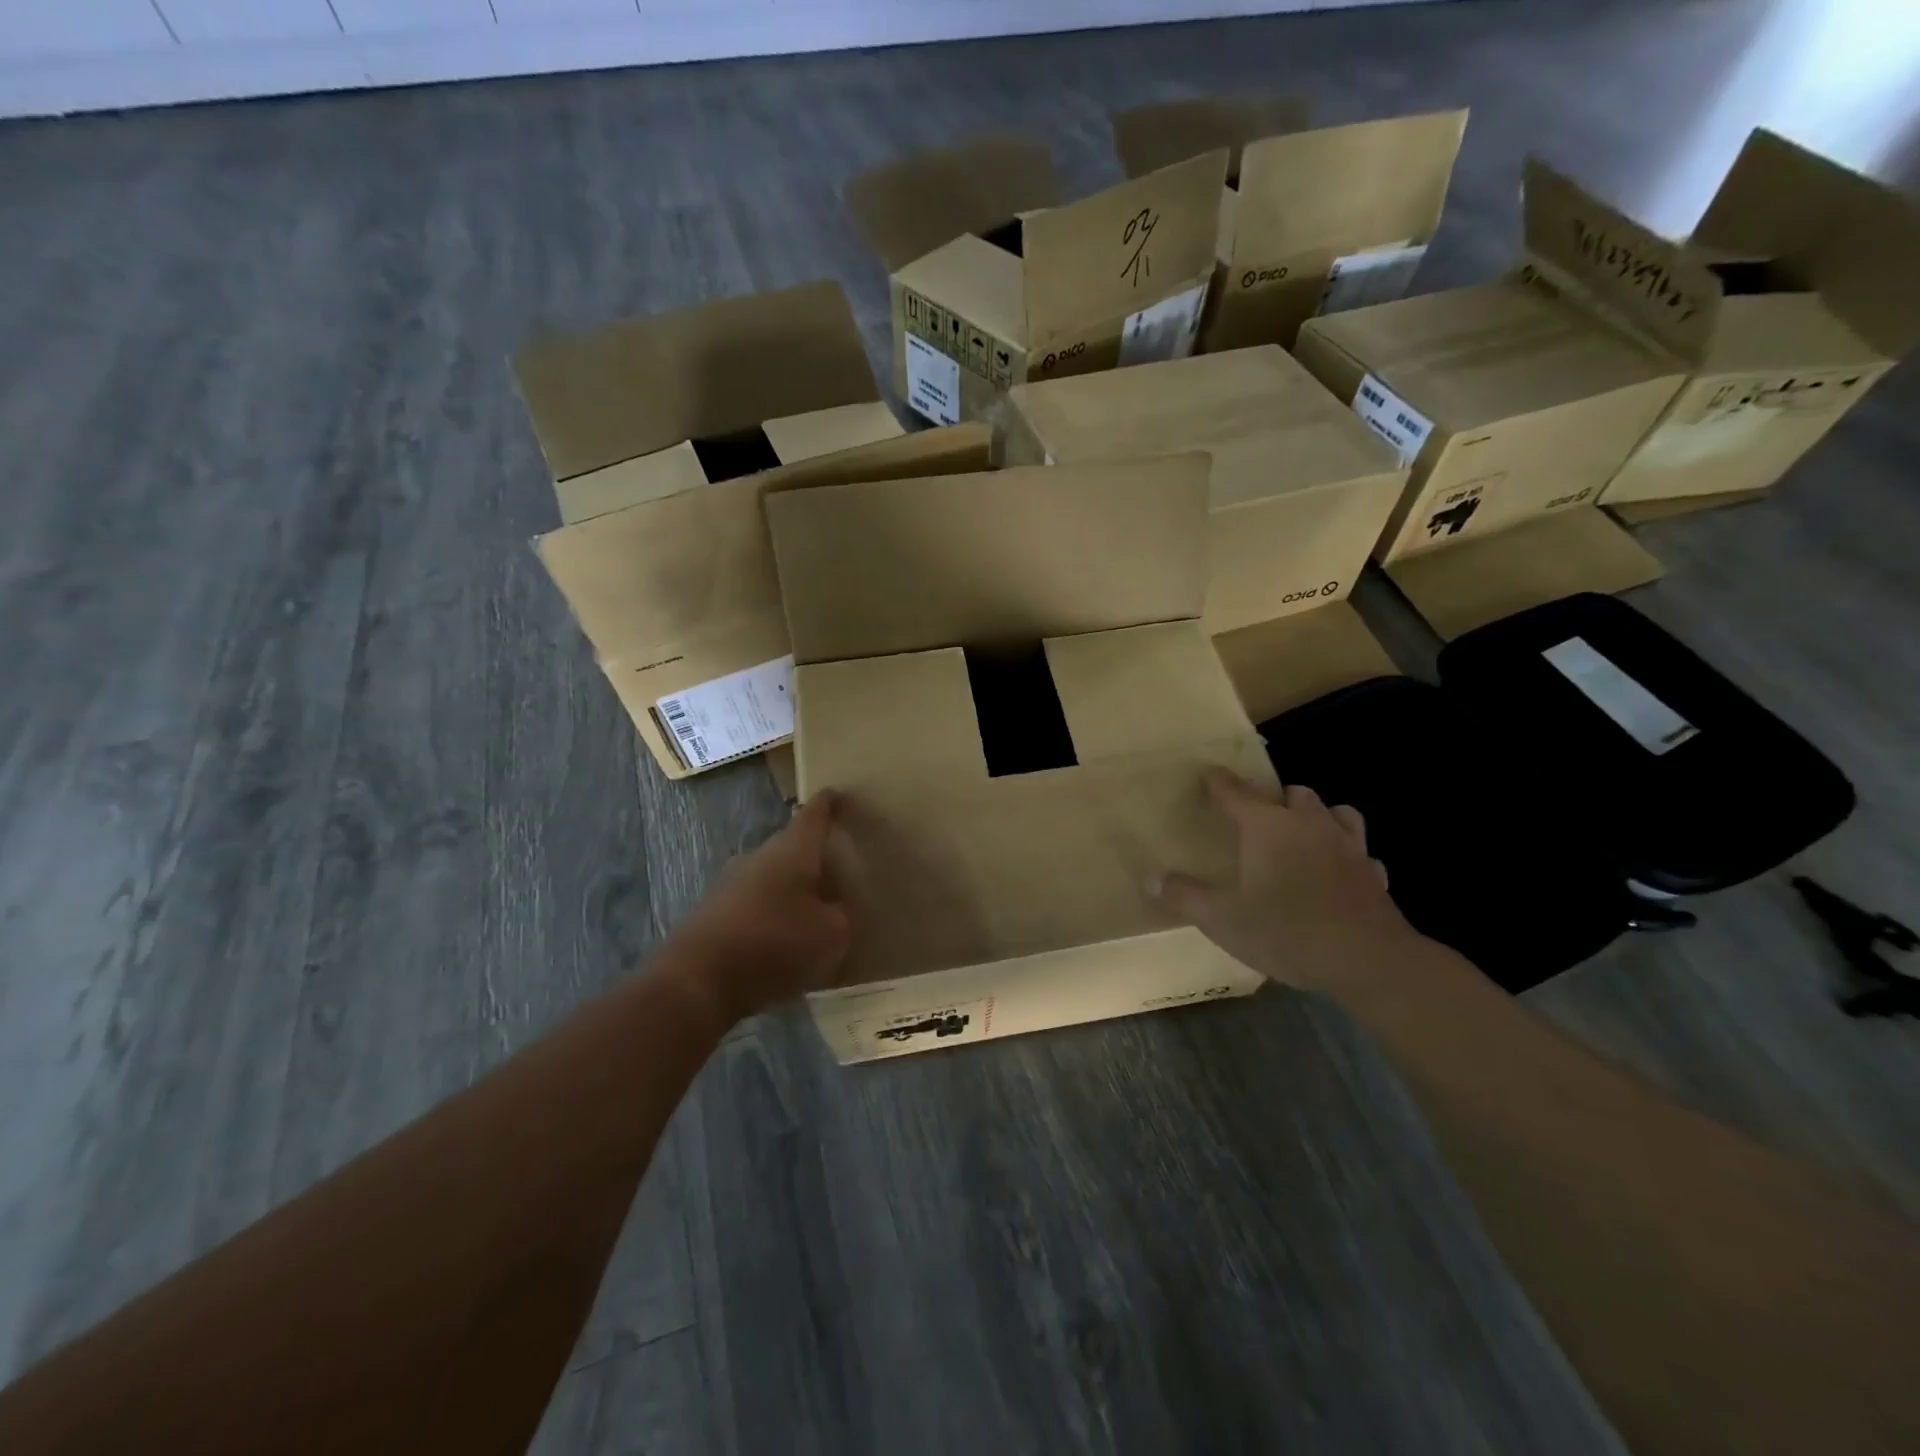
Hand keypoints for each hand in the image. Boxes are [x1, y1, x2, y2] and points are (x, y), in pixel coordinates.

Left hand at [670, 791, 852, 1022]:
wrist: (698, 980)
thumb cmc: (774, 943)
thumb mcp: (830, 935)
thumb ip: (840, 917)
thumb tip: (834, 910)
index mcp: (792, 850)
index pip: (813, 815)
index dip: (829, 804)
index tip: (838, 794)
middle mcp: (759, 857)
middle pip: (791, 847)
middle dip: (812, 856)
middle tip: (836, 868)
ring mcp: (730, 884)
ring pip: (770, 877)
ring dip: (790, 889)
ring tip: (813, 911)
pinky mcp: (713, 913)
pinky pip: (753, 905)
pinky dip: (770, 915)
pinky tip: (782, 941)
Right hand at [1151, 767, 1415, 996]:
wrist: (1367, 960)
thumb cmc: (1287, 931)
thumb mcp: (1222, 919)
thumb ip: (1185, 896)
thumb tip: (1150, 878)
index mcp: (1267, 827)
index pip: (1235, 792)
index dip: (1218, 782)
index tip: (1208, 773)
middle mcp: (1309, 824)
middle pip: (1293, 793)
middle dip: (1274, 798)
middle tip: (1258, 818)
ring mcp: (1348, 846)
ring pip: (1335, 812)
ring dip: (1318, 816)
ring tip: (1304, 833)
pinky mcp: (1373, 873)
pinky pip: (1361, 852)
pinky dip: (1347, 855)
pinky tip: (1340, 872)